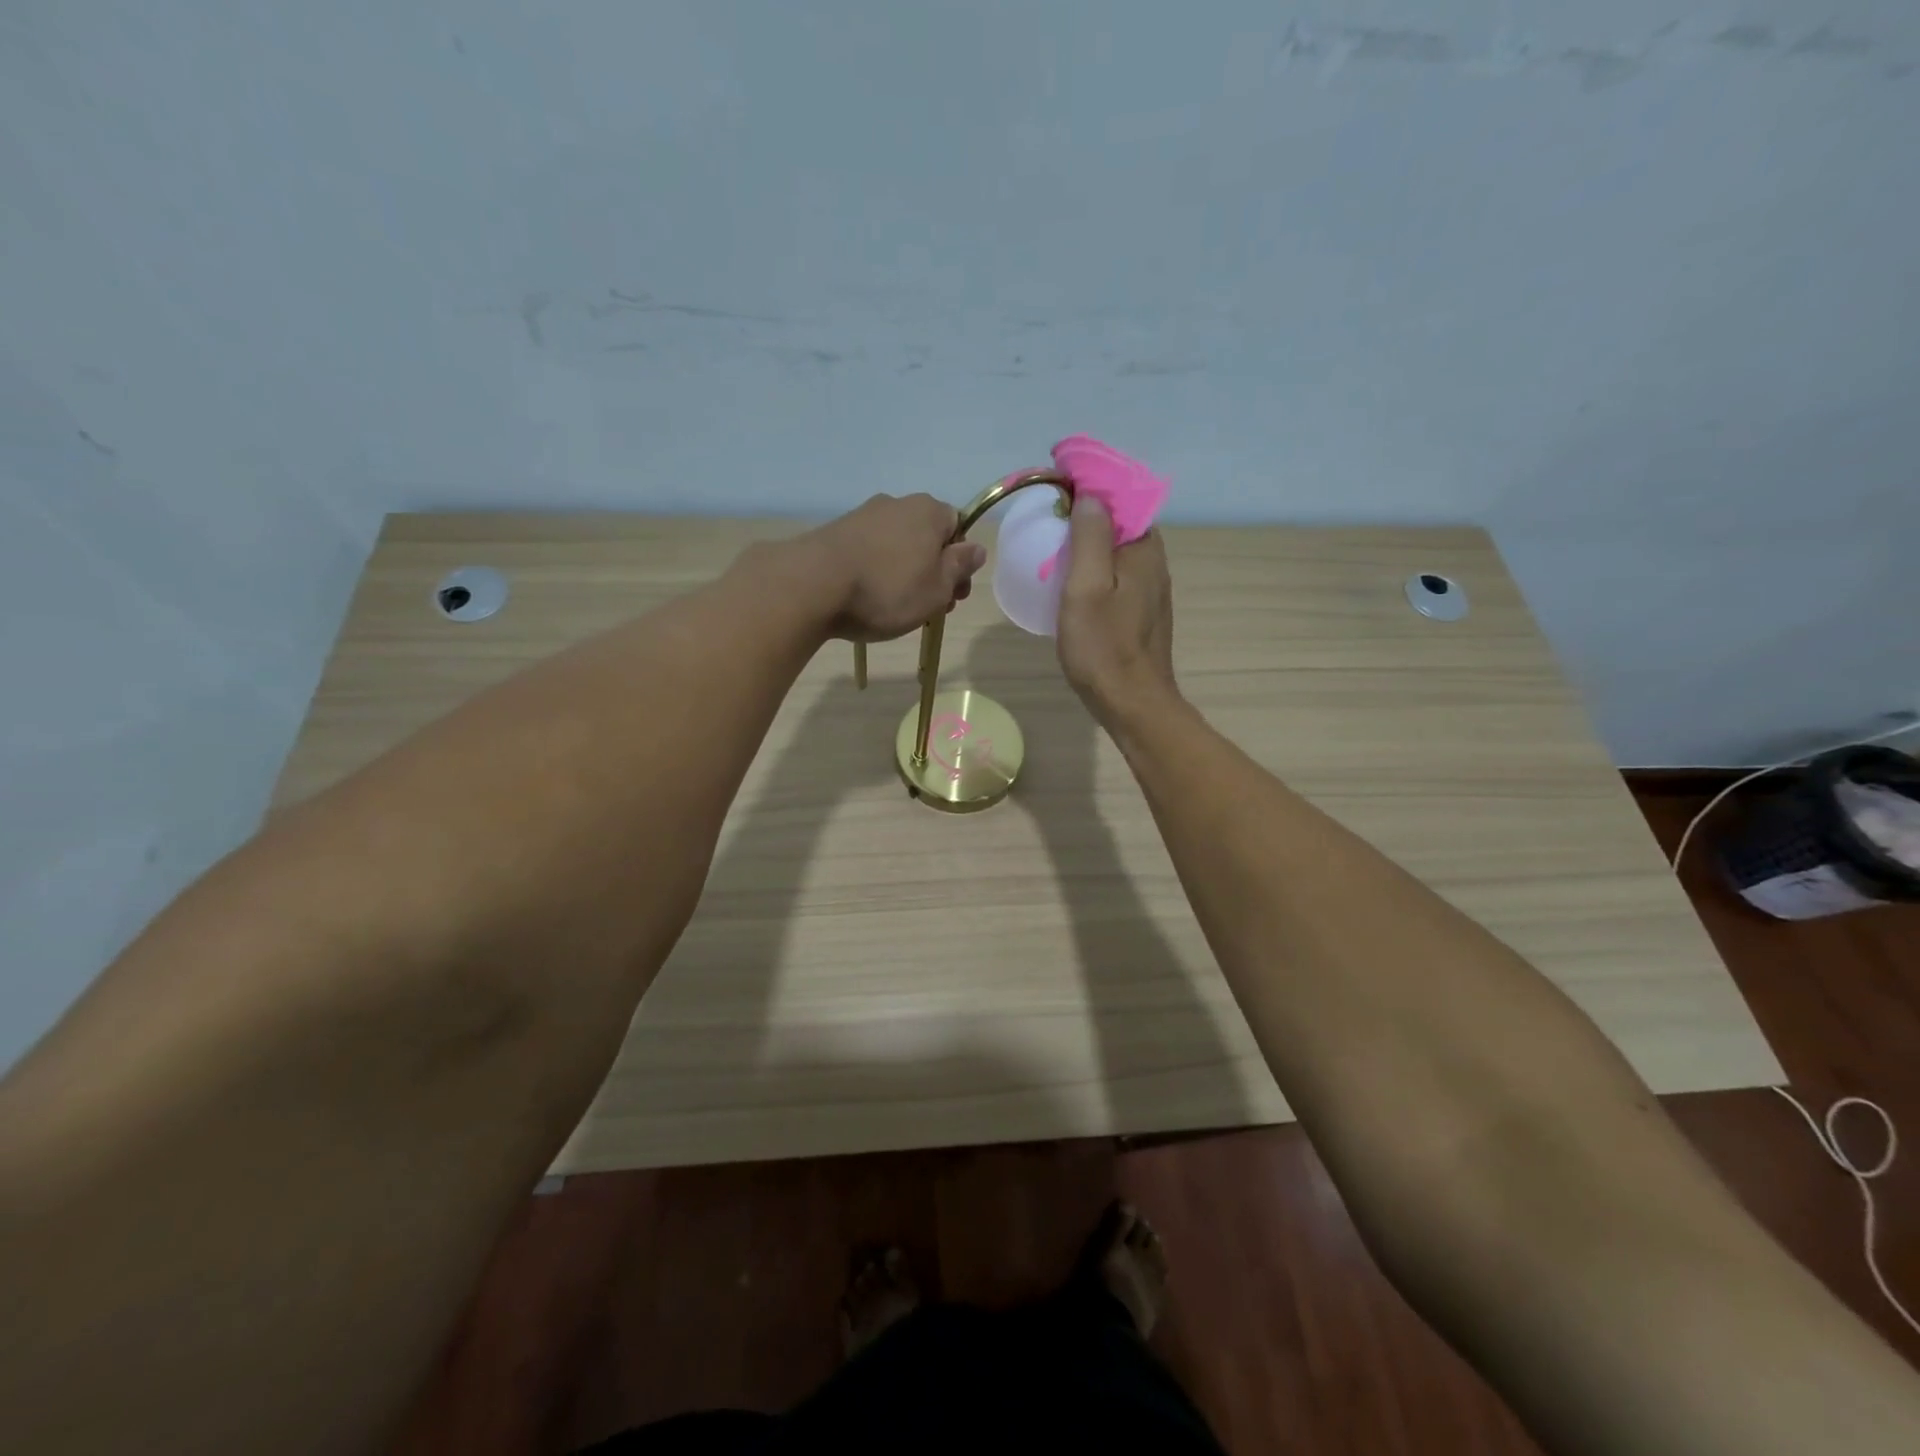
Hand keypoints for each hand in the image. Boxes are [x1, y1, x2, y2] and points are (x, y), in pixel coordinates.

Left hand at [803, 494, 987, 642]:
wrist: (812, 586)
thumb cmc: (887, 590)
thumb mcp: (937, 588)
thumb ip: (960, 566)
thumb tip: (975, 549)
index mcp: (929, 511)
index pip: (958, 527)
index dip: (960, 562)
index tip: (954, 593)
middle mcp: (896, 504)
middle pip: (926, 536)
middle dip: (933, 570)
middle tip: (929, 607)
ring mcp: (862, 516)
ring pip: (897, 545)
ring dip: (904, 572)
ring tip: (896, 607)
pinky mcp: (835, 533)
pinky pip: (869, 551)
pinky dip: (875, 571)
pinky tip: (867, 597)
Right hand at [1056, 495, 1177, 724]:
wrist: (1131, 703)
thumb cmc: (1104, 646)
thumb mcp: (1086, 587)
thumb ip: (1089, 537)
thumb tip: (1089, 495)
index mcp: (1143, 548)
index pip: (1119, 497)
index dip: (1088, 486)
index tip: (1054, 487)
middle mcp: (1153, 561)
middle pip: (1118, 522)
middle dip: (1085, 512)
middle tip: (1046, 518)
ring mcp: (1149, 589)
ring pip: (1116, 550)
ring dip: (1087, 542)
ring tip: (1051, 546)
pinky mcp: (1141, 611)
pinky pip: (1115, 574)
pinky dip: (1093, 568)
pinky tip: (1070, 582)